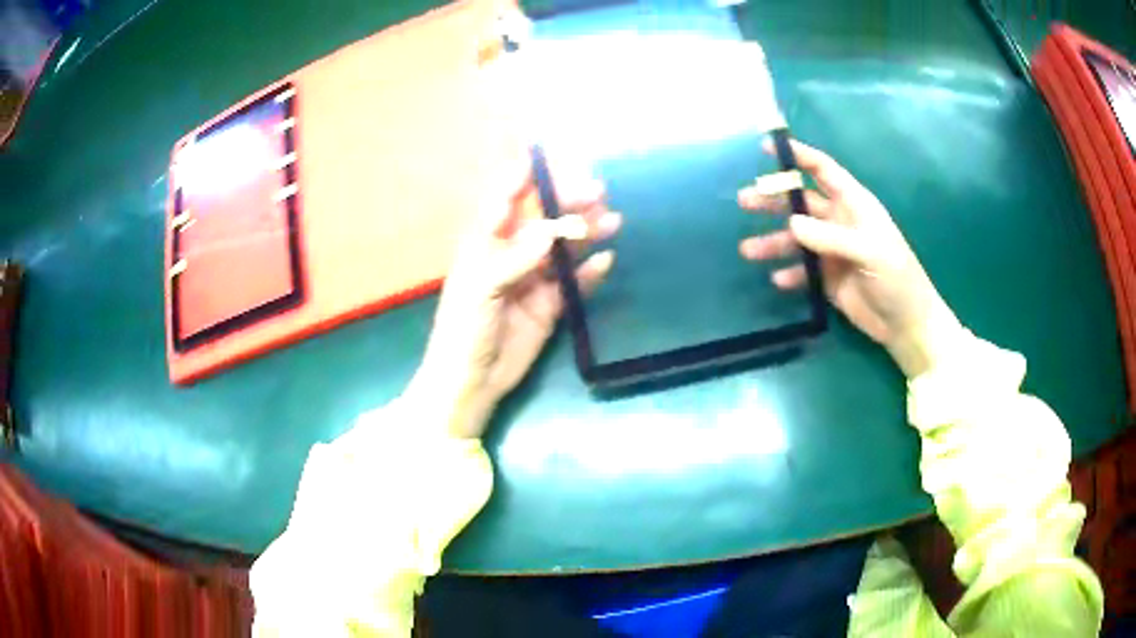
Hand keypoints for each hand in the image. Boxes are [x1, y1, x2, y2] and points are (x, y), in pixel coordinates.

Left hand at [408, 155, 620, 437]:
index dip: (526, 174)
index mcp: (486, 242)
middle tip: (598, 191)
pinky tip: (607, 260)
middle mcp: (512, 253)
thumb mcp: (480, 289)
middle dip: (568, 202)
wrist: (471, 381)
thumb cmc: (463, 330)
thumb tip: (551, 231)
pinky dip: (591, 271)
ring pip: (564, 247)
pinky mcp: (551, 305)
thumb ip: (515, 259)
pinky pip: (575, 282)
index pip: (506, 198)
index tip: (551, 154)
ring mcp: (534, 279)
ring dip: (586, 232)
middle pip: (543, 218)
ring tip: (612, 219)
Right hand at [738, 138, 961, 377]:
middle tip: (744, 200)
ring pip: (796, 238)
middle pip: (801, 203)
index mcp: (854, 204)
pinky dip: (789, 273)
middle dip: (774, 200)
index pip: (823, 170)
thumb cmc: (897, 278)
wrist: (905, 324)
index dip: (798, 156)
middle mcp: (839, 221)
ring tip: (747, 250)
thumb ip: (831, 237)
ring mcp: (832, 250)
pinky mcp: (827, 278)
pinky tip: (777, 280)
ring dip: (772, 241)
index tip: (768, 146)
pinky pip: (802, 270)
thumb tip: (791, 223)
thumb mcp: (869, 251)